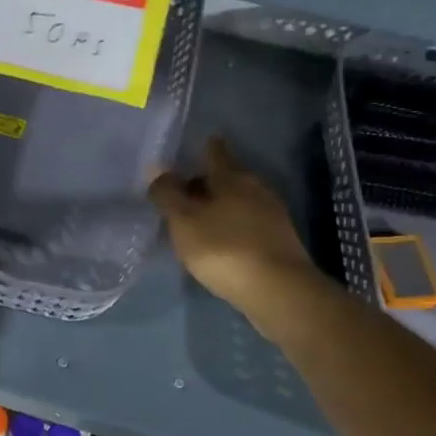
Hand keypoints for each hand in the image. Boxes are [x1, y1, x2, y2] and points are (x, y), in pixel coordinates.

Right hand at [148, 137, 323, 331]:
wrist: (278, 291)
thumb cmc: (224, 248)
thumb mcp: (185, 221)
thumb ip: (168, 194)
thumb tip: (157, 167)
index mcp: (232, 177)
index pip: (215, 152)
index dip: (205, 148)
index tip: (196, 145)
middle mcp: (256, 189)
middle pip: (227, 177)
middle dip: (207, 181)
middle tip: (184, 190)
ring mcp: (272, 215)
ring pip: (239, 201)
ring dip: (220, 206)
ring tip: (198, 219)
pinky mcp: (278, 241)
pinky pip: (248, 224)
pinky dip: (232, 226)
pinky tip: (220, 241)